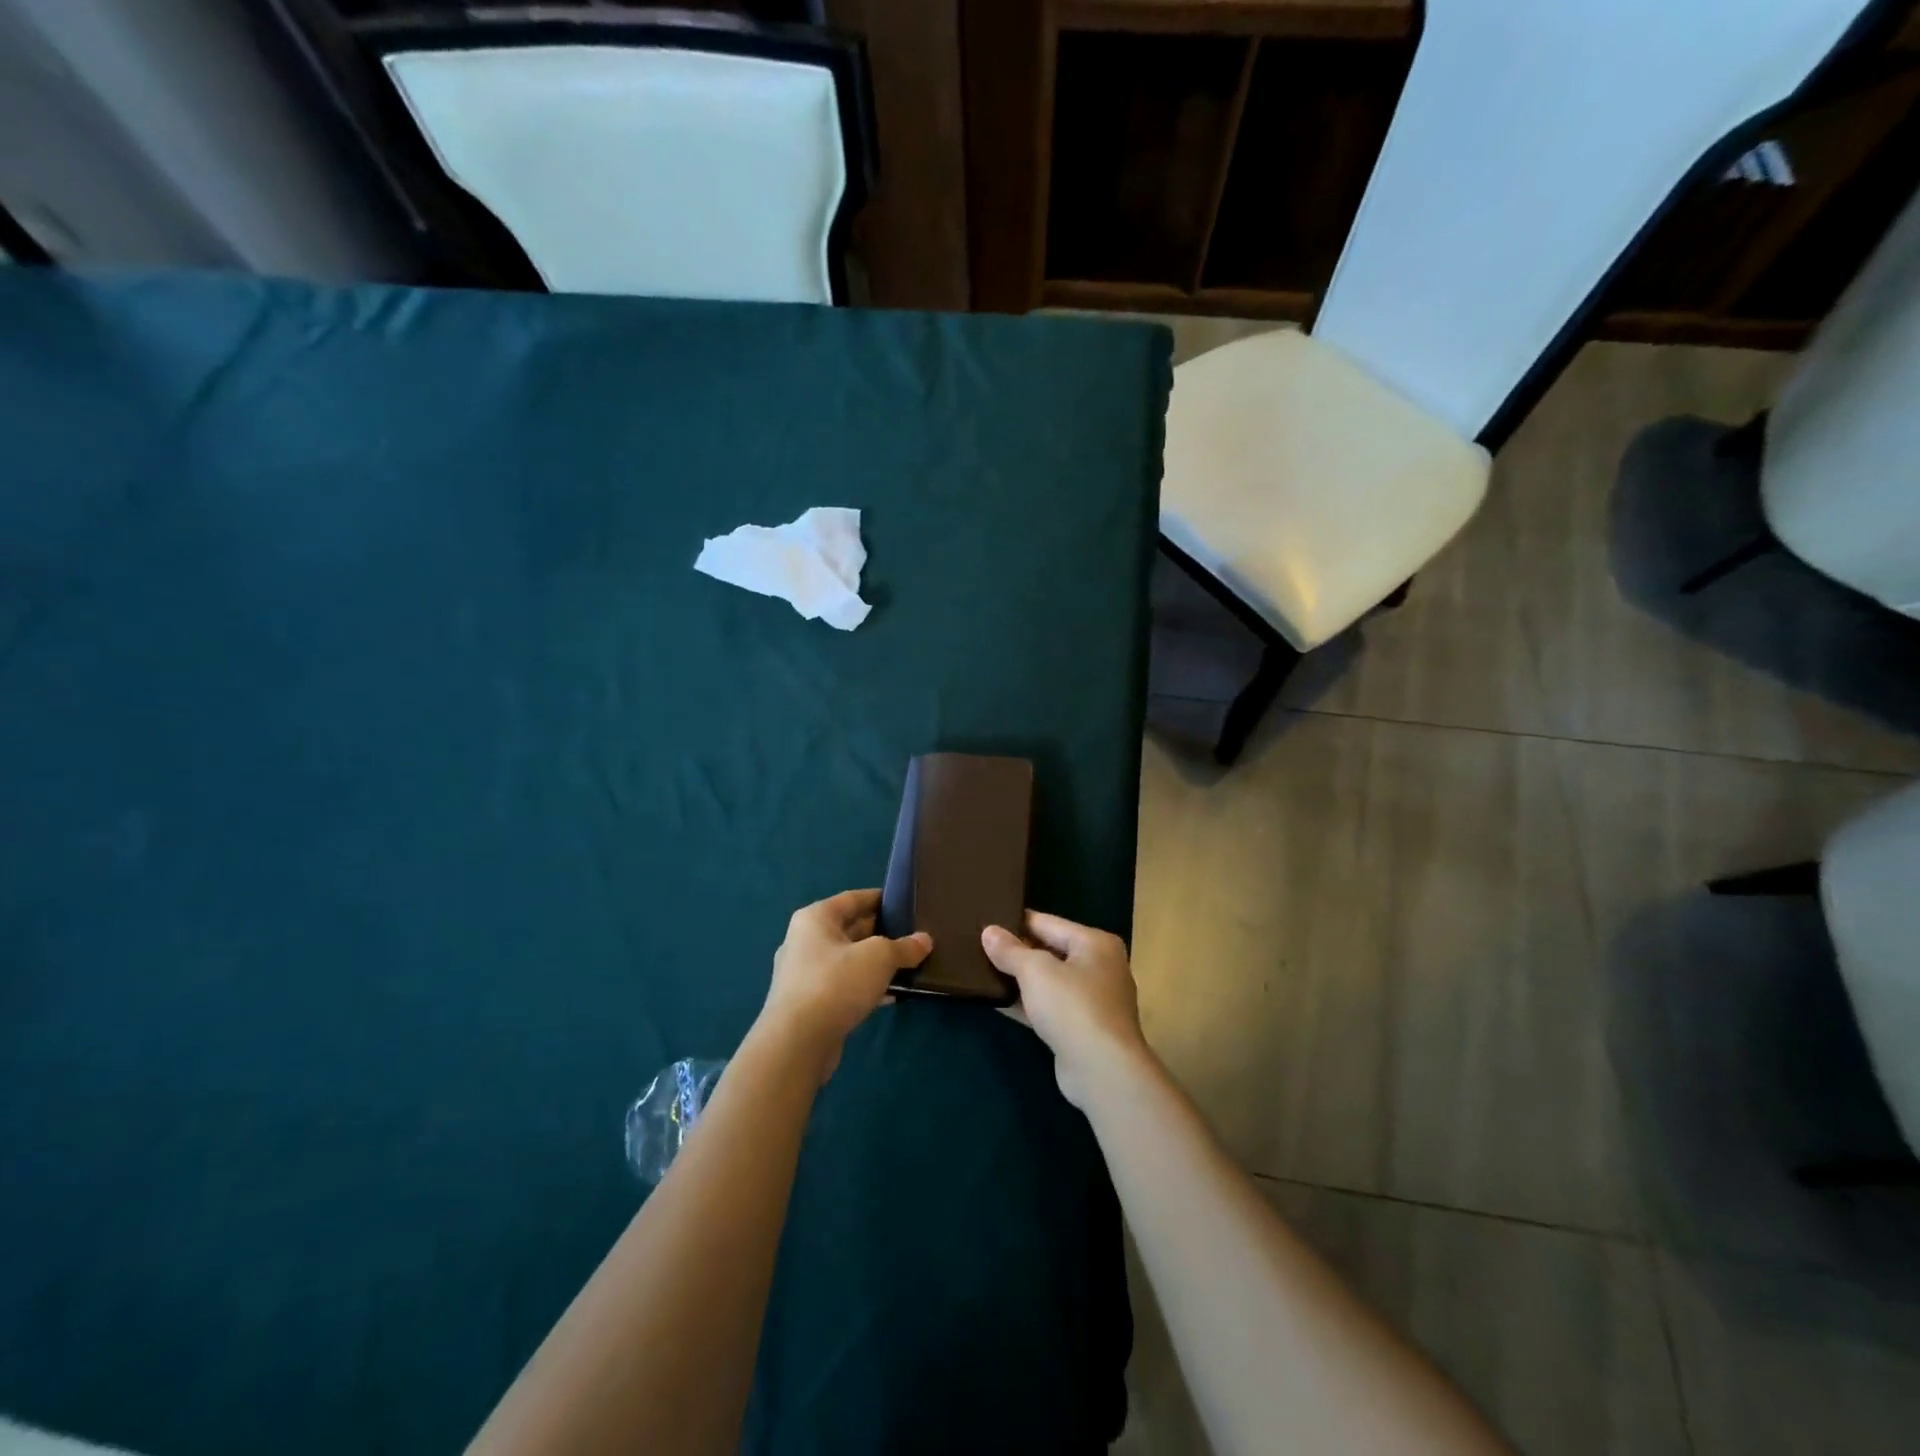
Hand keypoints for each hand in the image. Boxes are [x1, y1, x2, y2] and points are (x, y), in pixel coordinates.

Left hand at [760, 889, 931, 1082]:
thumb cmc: (836, 983)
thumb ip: (904, 947)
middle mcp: (804, 941)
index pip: (852, 898)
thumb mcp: (879, 957)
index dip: (879, 898)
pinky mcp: (808, 1005)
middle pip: (850, 929)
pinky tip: (890, 996)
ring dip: (875, 964)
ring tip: (908, 965)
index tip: (905, 903)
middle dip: (881, 933)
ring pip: (848, 961)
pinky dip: (865, 987)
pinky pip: (843, 986)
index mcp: (815, 918)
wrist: (797, 1043)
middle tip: (913, 936)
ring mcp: (804, 975)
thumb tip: (925, 941)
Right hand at [982, 913, 1149, 1108]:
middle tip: (979, 945)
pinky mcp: (1081, 1029)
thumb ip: (1010, 950)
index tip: (986, 919)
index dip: (1016, 921)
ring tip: (982, 971)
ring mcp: (1093, 1001)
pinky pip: (1049, 1007)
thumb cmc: (1073, 1006)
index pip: (1048, 922)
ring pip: (1049, 982)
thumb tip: (988, 931)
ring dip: (1020, 979)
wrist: (1102, 1070)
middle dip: (1017, 951)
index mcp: (1095, 943)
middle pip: (1050, 951)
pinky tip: (997, 1002)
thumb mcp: (1035, 971)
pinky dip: (1026, 1004)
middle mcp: (1099, 967)